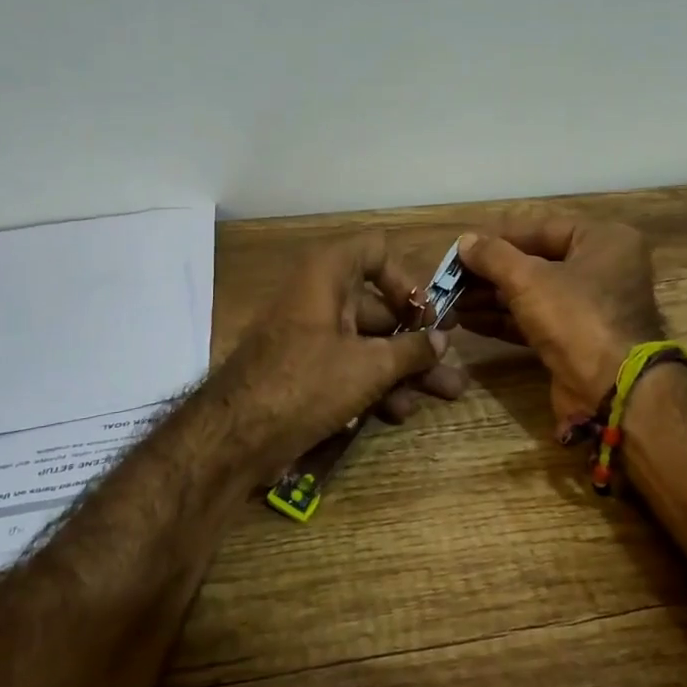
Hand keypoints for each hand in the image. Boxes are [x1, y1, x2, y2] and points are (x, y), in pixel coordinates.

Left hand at [215, 234, 467, 468]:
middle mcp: (318, 296)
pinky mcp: (305, 369)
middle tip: (451, 361)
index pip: (376, 251)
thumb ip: (411, 350)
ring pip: (368, 342)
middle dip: (418, 339)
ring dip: (405, 368)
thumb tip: (441, 341)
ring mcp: (310, 335)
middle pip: (379, 306)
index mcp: (327, 274)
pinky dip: (375, 383)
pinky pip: (348, 365)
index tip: (425, 315)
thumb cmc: (306, 382)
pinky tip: (399, 413)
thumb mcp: (369, 367)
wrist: (235, 435)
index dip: (406, 279)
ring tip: (445, 393)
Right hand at [454, 218, 664, 431]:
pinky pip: (534, 321)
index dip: (498, 238)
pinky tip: (468, 321)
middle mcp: (602, 269)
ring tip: (451, 301)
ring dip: (490, 298)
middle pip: (535, 262)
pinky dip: (503, 320)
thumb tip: (465, 242)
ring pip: (532, 294)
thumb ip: (493, 256)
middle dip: (489, 273)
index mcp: (603, 241)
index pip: (541, 229)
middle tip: (450, 279)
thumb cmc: (576, 318)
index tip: (461, 247)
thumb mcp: (529, 279)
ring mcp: (590, 308)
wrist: (611, 391)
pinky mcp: (576, 340)